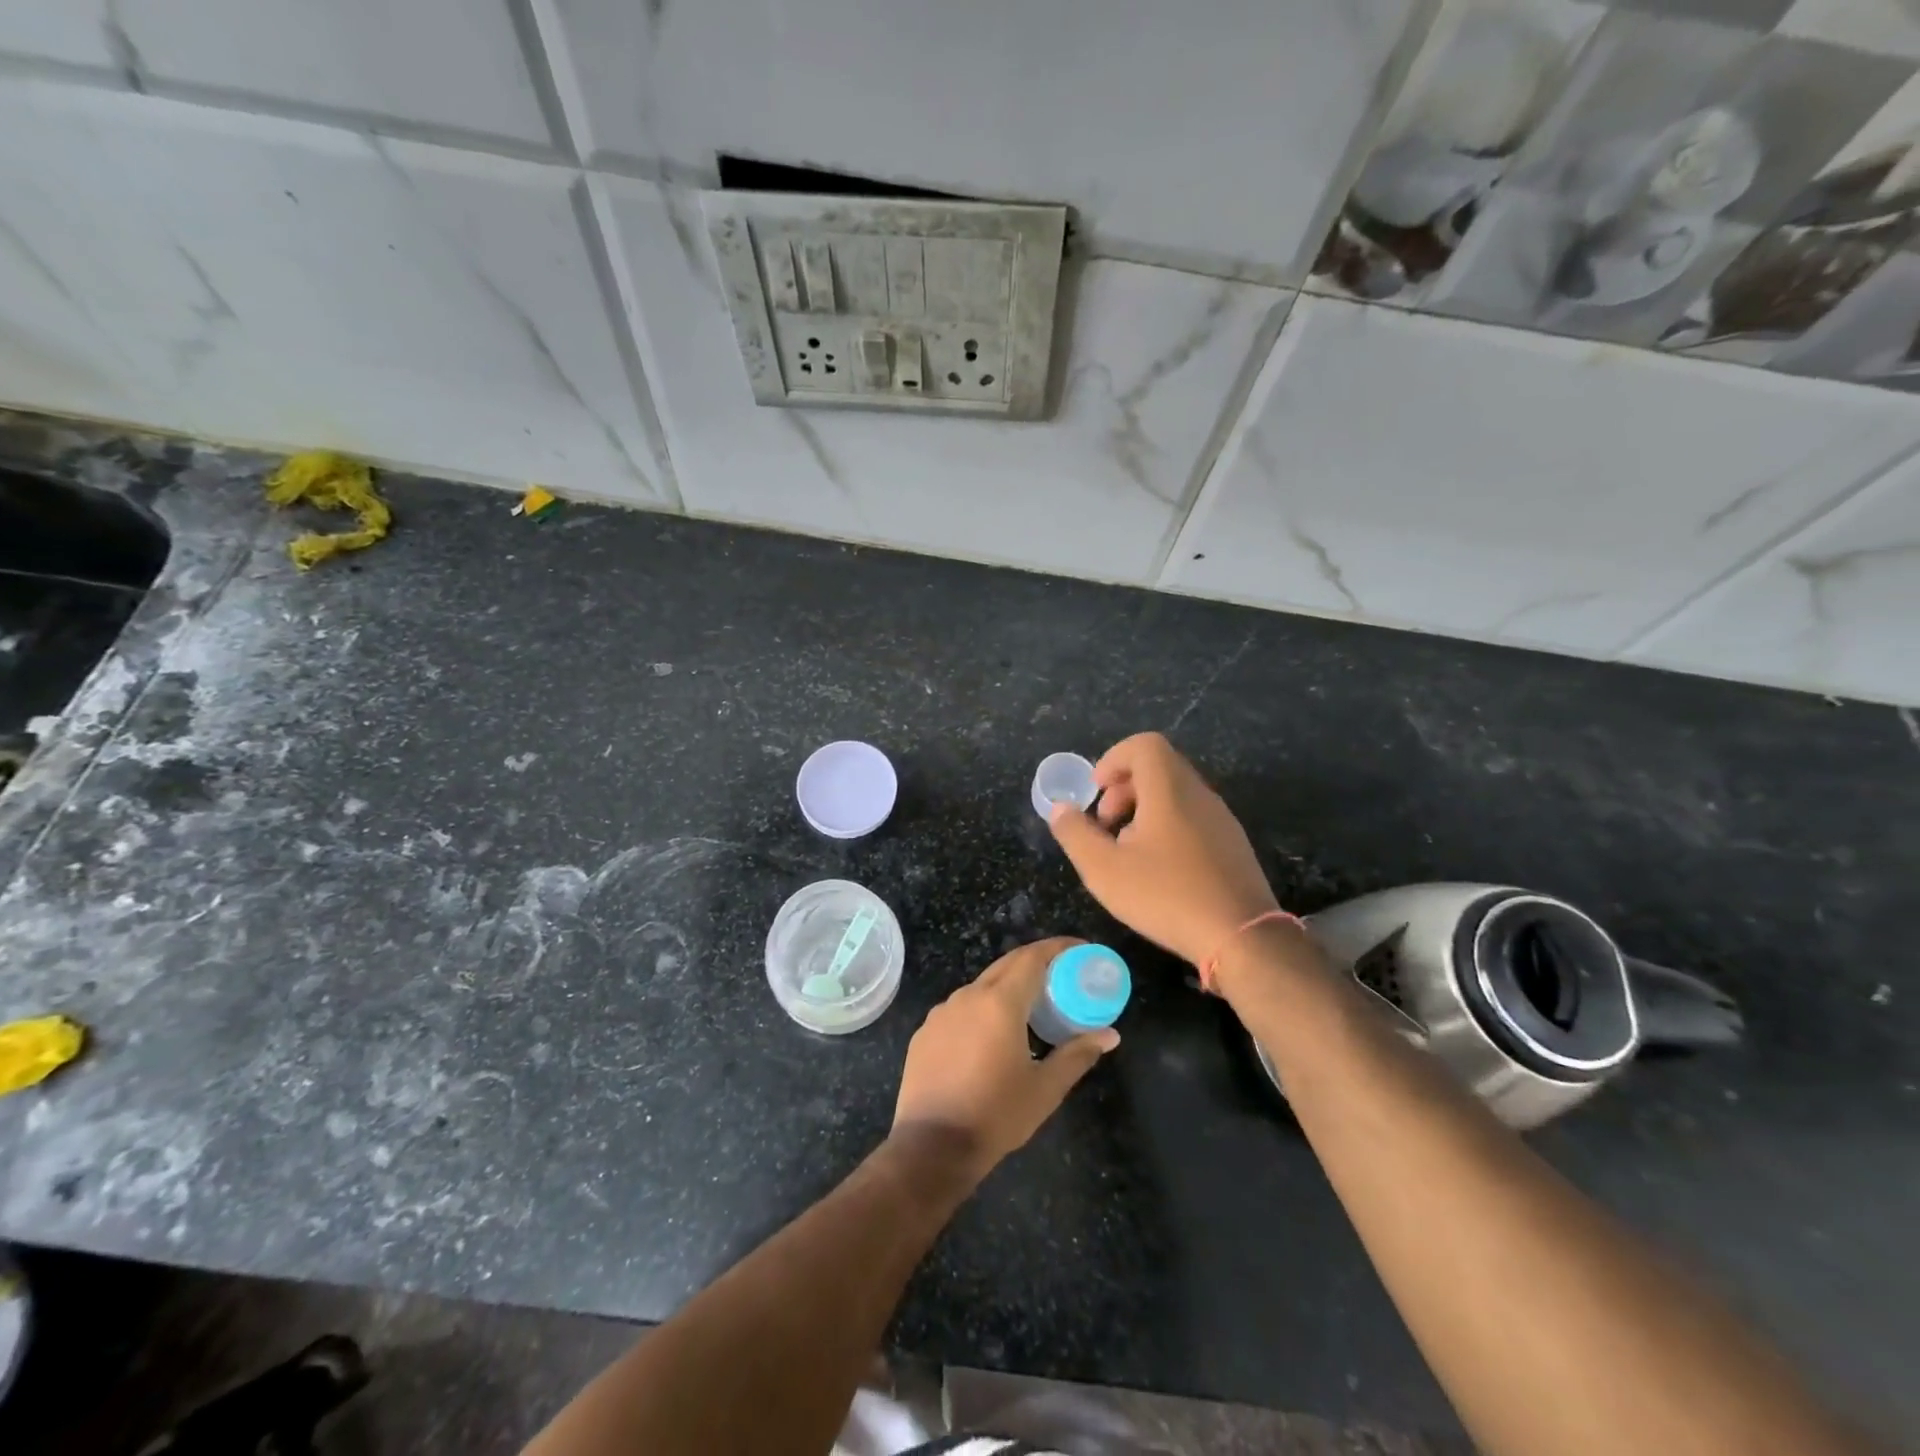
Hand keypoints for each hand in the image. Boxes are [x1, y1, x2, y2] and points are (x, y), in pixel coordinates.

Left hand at [892, 938, 1117, 1182]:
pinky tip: (991, 1036)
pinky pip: (960, 1008)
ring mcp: (942, 1012)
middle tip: (1061, 974)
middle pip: (1006, 965)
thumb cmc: (996, 1115)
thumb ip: (1077, 1055)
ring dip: (1007, 987)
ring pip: (981, 986)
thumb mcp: (1045, 1089)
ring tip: (1030, 1007)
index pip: (1032, 957)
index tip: (1080, 949)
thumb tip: (1110, 1035)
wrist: (932, 1146)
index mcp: (999, 1003)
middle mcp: (968, 996)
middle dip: (1035, 962)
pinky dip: (982, 1009)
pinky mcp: (926, 1031)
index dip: (1057, 948)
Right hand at [1048, 732, 1279, 966]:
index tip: (1096, 791)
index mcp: (1169, 790)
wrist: (1241, 937)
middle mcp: (1199, 795)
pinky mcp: (1232, 844)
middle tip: (1105, 826)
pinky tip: (1158, 871)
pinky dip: (1167, 828)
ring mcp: (1221, 819)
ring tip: (1127, 852)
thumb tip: (1060, 808)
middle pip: (1158, 768)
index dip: (1114, 759)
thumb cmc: (1166, 896)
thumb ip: (1075, 833)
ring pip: (1175, 795)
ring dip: (1143, 812)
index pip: (1144, 745)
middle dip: (1123, 789)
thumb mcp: (1104, 869)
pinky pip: (1193, 818)